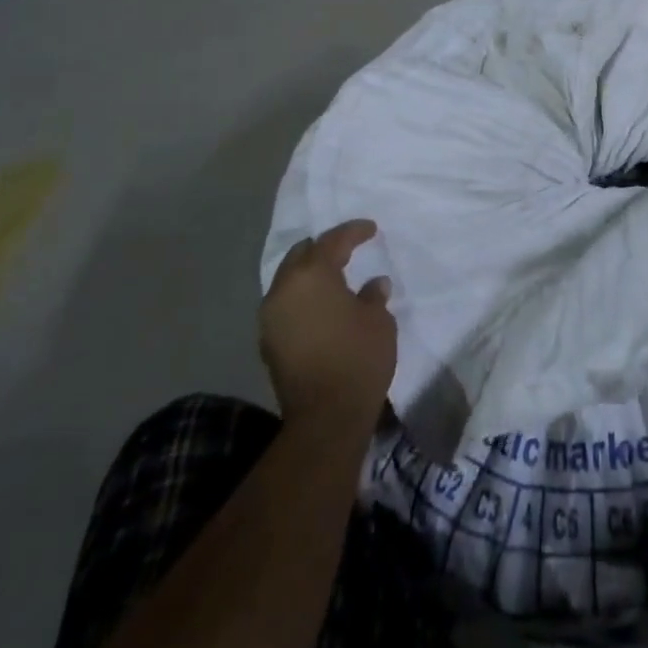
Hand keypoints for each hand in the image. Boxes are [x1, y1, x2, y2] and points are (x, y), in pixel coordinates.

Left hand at [257, 219, 396, 435]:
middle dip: (324, 248)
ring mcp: (270, 317)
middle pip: (301, 255)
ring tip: (335, 278)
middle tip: (348, 249)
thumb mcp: (379, 320)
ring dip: (310, 275)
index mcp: (311, 275)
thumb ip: (373, 295)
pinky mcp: (268, 342)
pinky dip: (303, 298)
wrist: (326, 417)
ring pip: (289, 280)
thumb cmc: (358, 358)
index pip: (332, 241)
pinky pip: (285, 305)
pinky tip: (322, 306)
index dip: (354, 232)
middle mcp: (283, 290)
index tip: (371, 229)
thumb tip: (374, 284)